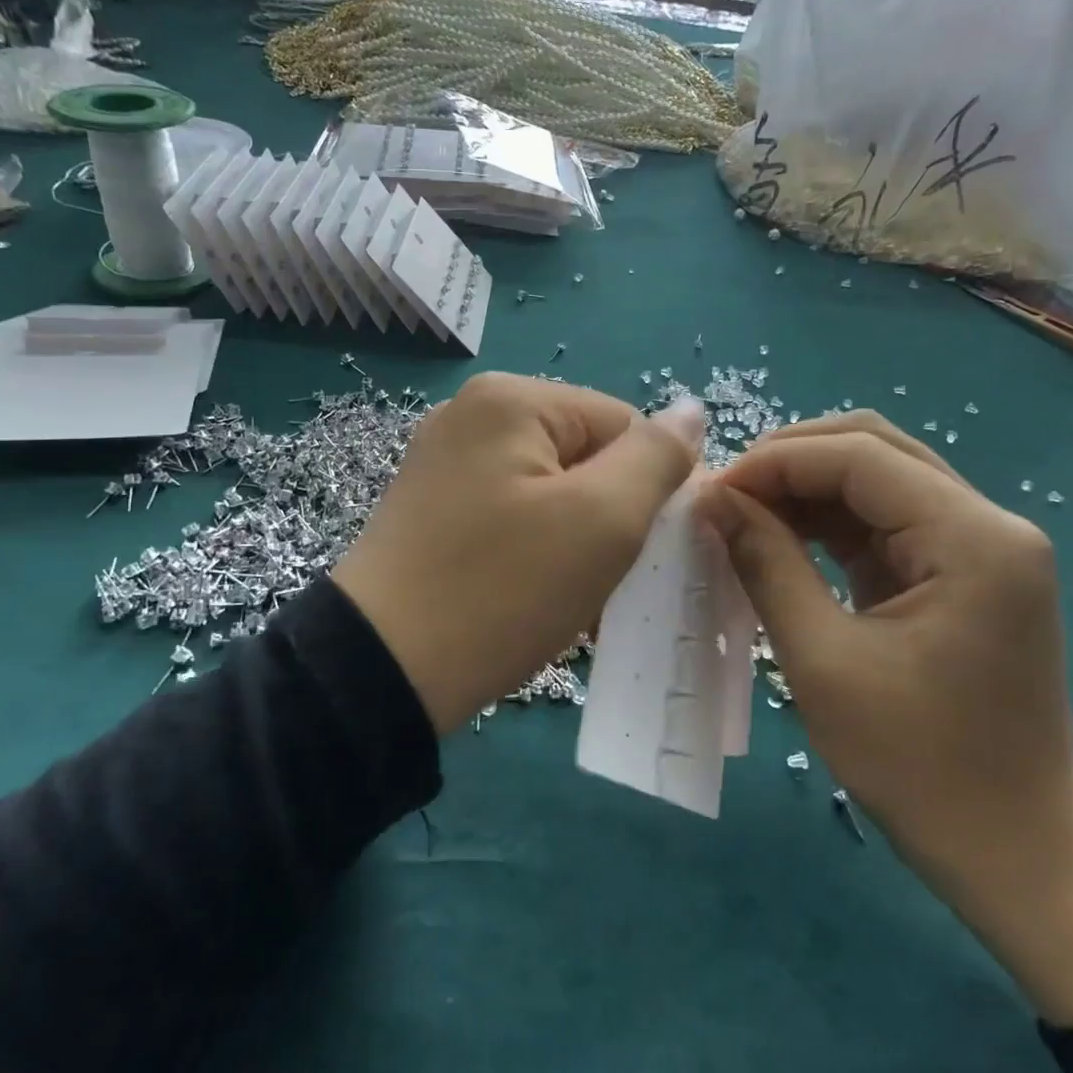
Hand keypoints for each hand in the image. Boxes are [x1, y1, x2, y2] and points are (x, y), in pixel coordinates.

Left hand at [333, 375, 702, 735]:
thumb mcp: (602, 521)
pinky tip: (528, 595)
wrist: (381, 672)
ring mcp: (445, 461)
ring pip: (550, 491)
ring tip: (565, 597)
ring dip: (574, 541)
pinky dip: (534, 550)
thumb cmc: (503, 589)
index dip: (645, 488)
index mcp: (511, 399)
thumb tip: (691, 411)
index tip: (636, 552)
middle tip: (598, 581)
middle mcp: (471, 414)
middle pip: (584, 456)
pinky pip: (511, 514)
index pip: (622, 424)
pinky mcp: (431, 507)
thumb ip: (656, 458)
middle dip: (607, 518)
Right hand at [699, 413, 1072, 1024]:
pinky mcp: (962, 573)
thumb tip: (713, 499)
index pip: (860, 457)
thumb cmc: (920, 768)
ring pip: (879, 479)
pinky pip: (887, 521)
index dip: (777, 461)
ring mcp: (981, 547)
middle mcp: (989, 524)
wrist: (1016, 855)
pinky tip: (781, 537)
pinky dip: (829, 522)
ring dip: (807, 488)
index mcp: (973, 539)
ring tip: (742, 514)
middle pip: (876, 449)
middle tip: (726, 496)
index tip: (712, 491)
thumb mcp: (823, 662)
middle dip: (792, 461)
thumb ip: (767, 564)